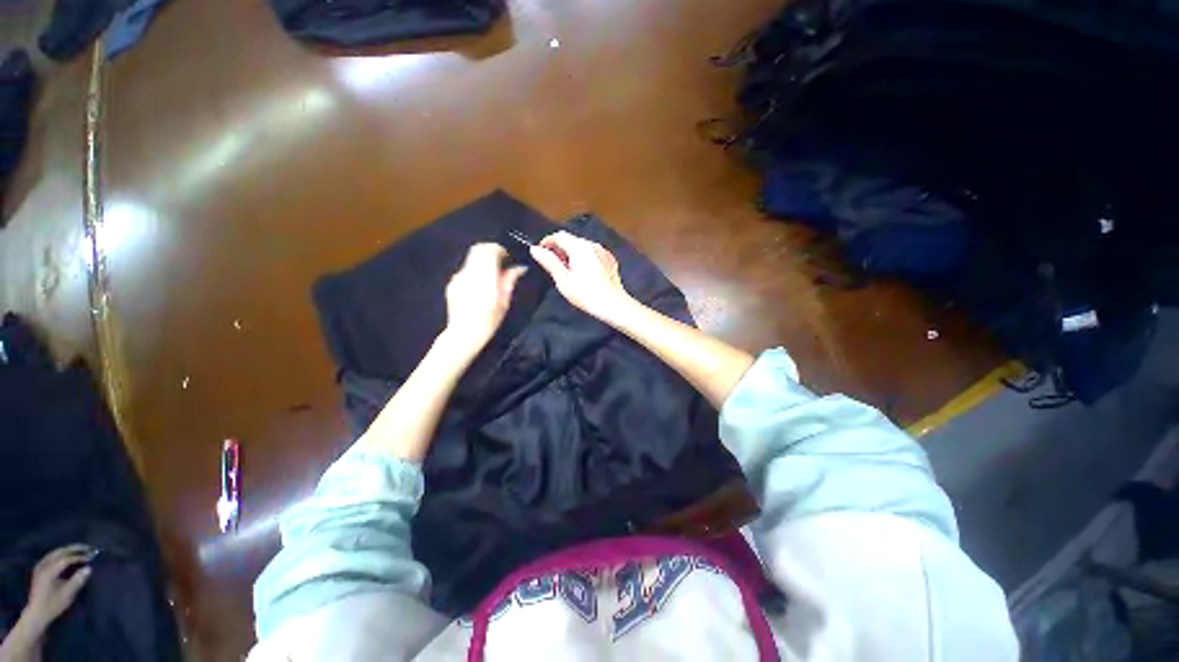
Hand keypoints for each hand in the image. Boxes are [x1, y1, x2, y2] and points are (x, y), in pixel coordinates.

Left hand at [20, 545, 92, 633]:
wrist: (37, 614)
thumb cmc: (53, 605)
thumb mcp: (67, 595)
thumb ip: (77, 581)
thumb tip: (89, 568)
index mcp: (49, 570)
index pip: (67, 558)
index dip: (80, 556)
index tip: (92, 556)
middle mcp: (44, 565)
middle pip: (60, 552)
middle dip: (74, 549)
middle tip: (88, 548)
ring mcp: (40, 566)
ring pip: (55, 552)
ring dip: (68, 550)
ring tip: (80, 550)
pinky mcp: (40, 568)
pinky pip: (52, 556)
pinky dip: (61, 553)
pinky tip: (67, 556)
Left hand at [441, 243, 526, 357]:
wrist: (464, 333)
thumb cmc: (489, 318)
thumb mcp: (505, 300)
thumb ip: (510, 279)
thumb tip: (520, 268)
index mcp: (485, 273)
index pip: (489, 249)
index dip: (499, 250)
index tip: (507, 257)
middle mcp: (469, 271)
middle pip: (477, 249)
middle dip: (489, 252)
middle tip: (500, 263)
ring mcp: (458, 277)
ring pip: (471, 260)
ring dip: (481, 263)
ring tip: (490, 278)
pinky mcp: (452, 284)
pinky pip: (464, 272)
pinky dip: (473, 273)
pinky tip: (478, 288)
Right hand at [529, 231, 635, 322]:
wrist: (612, 304)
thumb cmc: (585, 293)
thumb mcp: (563, 279)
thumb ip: (549, 262)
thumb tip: (535, 249)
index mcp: (579, 247)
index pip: (559, 236)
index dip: (547, 242)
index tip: (541, 253)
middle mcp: (592, 244)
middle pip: (571, 240)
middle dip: (559, 249)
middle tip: (552, 265)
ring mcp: (603, 251)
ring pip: (582, 247)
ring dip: (572, 254)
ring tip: (567, 271)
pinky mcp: (610, 260)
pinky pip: (593, 254)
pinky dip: (584, 259)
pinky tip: (583, 274)